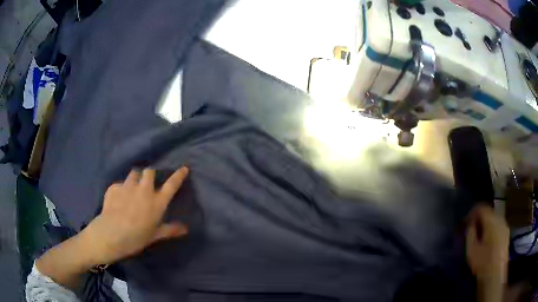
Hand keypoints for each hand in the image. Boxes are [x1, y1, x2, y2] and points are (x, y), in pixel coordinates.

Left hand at [82, 167, 188, 264]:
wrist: (111, 234)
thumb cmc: (136, 238)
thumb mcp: (155, 236)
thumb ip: (170, 230)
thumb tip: (185, 229)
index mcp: (157, 202)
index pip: (171, 185)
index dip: (179, 175)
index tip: (184, 168)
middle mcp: (144, 190)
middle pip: (149, 171)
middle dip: (150, 174)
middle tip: (148, 183)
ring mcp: (128, 186)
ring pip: (134, 173)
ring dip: (136, 179)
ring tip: (133, 188)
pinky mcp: (114, 187)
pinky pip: (120, 184)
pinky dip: (121, 189)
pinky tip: (118, 198)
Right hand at [466, 204, 508, 284]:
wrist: (495, 274)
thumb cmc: (482, 262)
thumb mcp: (471, 249)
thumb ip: (470, 233)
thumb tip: (469, 223)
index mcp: (491, 220)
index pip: (480, 207)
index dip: (472, 212)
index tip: (465, 222)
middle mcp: (500, 218)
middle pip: (488, 211)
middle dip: (479, 218)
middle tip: (471, 229)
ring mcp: (505, 226)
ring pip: (494, 218)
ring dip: (486, 224)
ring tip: (479, 236)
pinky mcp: (506, 234)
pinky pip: (498, 225)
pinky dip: (491, 229)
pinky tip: (487, 241)